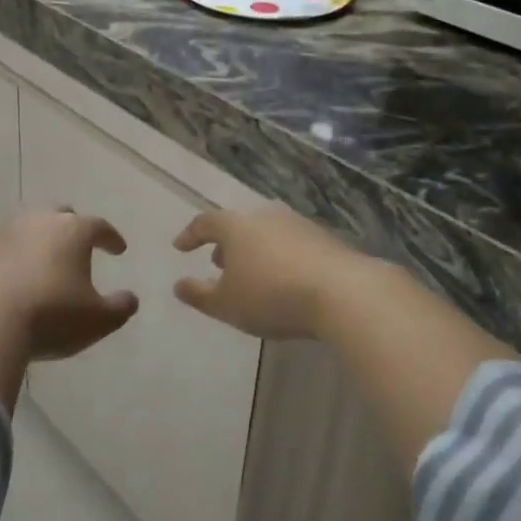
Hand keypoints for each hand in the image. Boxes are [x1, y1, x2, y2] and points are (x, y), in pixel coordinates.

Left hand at [0, 209, 136, 360]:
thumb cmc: (50, 314)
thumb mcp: (97, 320)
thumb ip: (119, 307)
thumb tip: (130, 298)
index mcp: (72, 231)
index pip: (99, 226)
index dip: (111, 238)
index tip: (119, 249)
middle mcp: (38, 223)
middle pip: (60, 216)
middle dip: (72, 228)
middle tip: (79, 245)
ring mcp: (3, 236)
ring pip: (28, 231)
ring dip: (40, 245)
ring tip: (46, 266)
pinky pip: (3, 254)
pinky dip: (14, 263)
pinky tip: (15, 284)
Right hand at [172, 204, 375, 340]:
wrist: (342, 292)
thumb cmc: (272, 296)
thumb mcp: (227, 304)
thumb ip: (199, 295)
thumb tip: (179, 285)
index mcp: (236, 226)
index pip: (205, 222)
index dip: (190, 235)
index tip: (180, 247)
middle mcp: (265, 216)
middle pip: (238, 225)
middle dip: (225, 244)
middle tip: (218, 263)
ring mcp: (297, 224)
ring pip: (265, 233)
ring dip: (253, 251)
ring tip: (251, 274)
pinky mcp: (323, 238)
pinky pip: (290, 244)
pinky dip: (278, 257)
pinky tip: (283, 279)